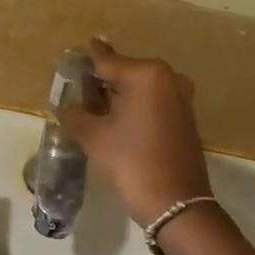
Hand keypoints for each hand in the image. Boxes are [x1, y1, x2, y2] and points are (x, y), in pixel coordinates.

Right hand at [60, 38, 212, 225]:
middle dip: (102, 82)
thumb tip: (68, 106)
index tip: (75, 53)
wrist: (175, 202)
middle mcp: (168, 77)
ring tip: (94, 108)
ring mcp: (181, 97)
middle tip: (78, 91)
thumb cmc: (131, 161)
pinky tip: (117, 121)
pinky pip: (152, 103)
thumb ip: (75, 113)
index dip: (87, 60)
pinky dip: (134, 107)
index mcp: (146, 74)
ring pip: (140, 89)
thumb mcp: (93, 136)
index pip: (106, 61)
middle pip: (125, 73)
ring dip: (118, 96)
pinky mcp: (186, 117)